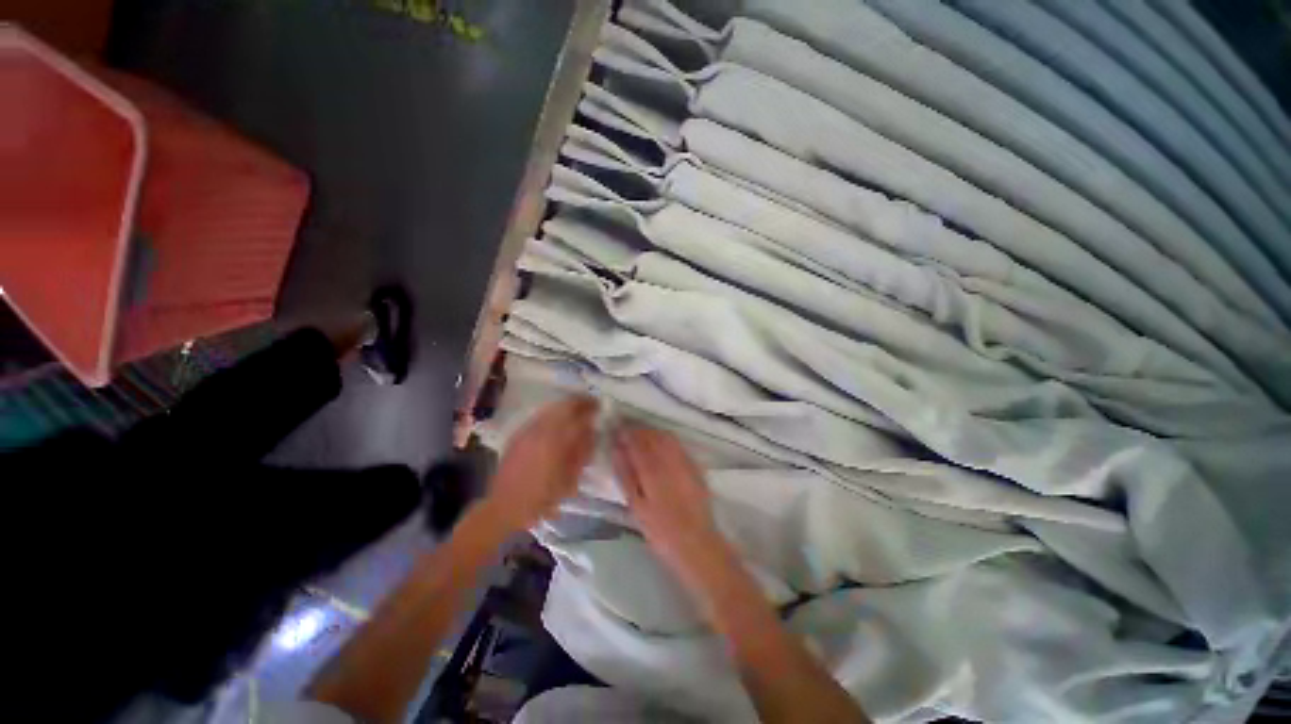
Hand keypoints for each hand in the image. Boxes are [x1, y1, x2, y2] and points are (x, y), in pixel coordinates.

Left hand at [486, 396, 596, 530]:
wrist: (505, 506)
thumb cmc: (542, 498)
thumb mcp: (570, 480)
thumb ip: (582, 452)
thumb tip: (592, 431)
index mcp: (555, 442)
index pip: (578, 416)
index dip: (591, 408)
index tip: (600, 406)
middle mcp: (541, 430)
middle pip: (563, 406)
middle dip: (579, 402)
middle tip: (590, 403)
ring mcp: (528, 430)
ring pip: (551, 408)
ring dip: (566, 406)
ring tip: (576, 410)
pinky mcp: (519, 434)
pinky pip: (540, 415)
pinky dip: (553, 413)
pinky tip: (558, 420)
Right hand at [613, 425, 723, 573]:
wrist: (696, 543)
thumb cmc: (660, 530)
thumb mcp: (637, 506)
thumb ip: (626, 475)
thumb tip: (617, 450)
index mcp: (652, 470)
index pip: (636, 441)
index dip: (625, 433)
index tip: (616, 431)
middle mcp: (670, 460)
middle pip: (652, 435)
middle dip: (638, 430)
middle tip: (627, 433)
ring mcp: (685, 461)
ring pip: (667, 437)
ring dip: (652, 433)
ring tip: (642, 438)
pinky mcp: (695, 466)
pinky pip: (678, 445)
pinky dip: (666, 440)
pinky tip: (661, 447)